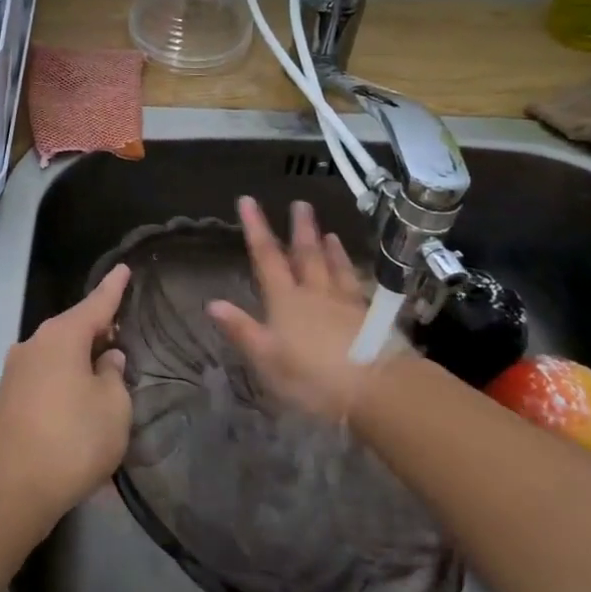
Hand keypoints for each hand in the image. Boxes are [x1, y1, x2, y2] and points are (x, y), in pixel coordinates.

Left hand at [0, 263, 132, 525]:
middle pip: (73, 329)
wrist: (11, 487)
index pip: (96, 304)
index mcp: (61, 336)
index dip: (113, 288)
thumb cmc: (72, 439)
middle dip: (97, 330)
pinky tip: (78, 403)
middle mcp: (34, 344)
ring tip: (104, 374)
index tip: (124, 268)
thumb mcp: (113, 407)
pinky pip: (45, 379)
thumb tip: (106, 360)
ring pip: (57, 355)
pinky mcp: (8, 399)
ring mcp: (15, 372)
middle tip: (122, 334)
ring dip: (80, 360)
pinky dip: (65, 382)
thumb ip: (114, 377)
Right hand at [208, 196, 405, 420]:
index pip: (267, 258)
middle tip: (300, 204)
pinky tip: (355, 269)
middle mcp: (315, 294)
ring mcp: (346, 304)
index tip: (247, 201)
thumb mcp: (267, 359)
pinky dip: (352, 271)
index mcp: (286, 301)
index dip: (256, 229)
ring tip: (328, 231)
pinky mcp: (371, 320)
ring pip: (335, 267)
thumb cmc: (313, 377)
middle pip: (306, 255)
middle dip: (300, 229)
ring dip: (329, 248)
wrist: (378, 389)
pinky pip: (357, 286)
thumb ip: (241, 329)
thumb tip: (212, 302)